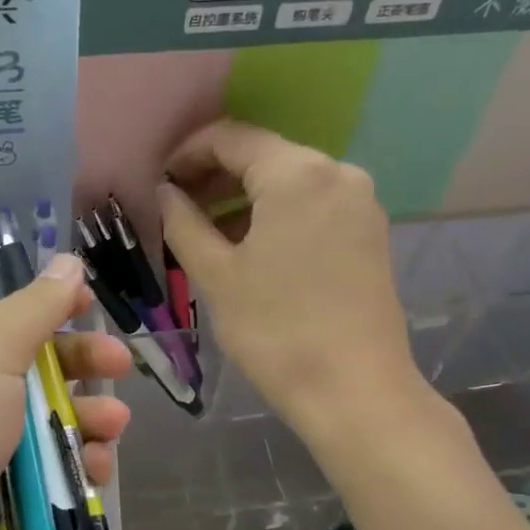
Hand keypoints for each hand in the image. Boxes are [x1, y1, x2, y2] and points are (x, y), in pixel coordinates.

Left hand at [0, 253, 131, 529]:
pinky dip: (73, 466)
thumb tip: (68, 262)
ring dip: (86, 419)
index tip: (87, 304)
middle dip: (79, 365)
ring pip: (45, 423)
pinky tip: (96, 470)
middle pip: (28, 368)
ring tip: (113, 427)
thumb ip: (32, 310)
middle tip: (121, 363)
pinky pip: (45, 471)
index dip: (41, 307)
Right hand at [158, 120, 442, 447]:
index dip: (187, 153)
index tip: (159, 181)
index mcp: (297, 173)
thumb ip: (183, 222)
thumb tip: (166, 192)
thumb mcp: (216, 274)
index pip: (231, 138)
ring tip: (204, 230)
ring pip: (289, 182)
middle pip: (263, 156)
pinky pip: (312, 205)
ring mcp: (360, 203)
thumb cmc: (275, 330)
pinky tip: (248, 245)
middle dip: (215, 176)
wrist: (354, 391)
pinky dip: (275, 214)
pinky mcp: (369, 233)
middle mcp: (337, 173)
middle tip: (175, 207)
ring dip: (243, 197)